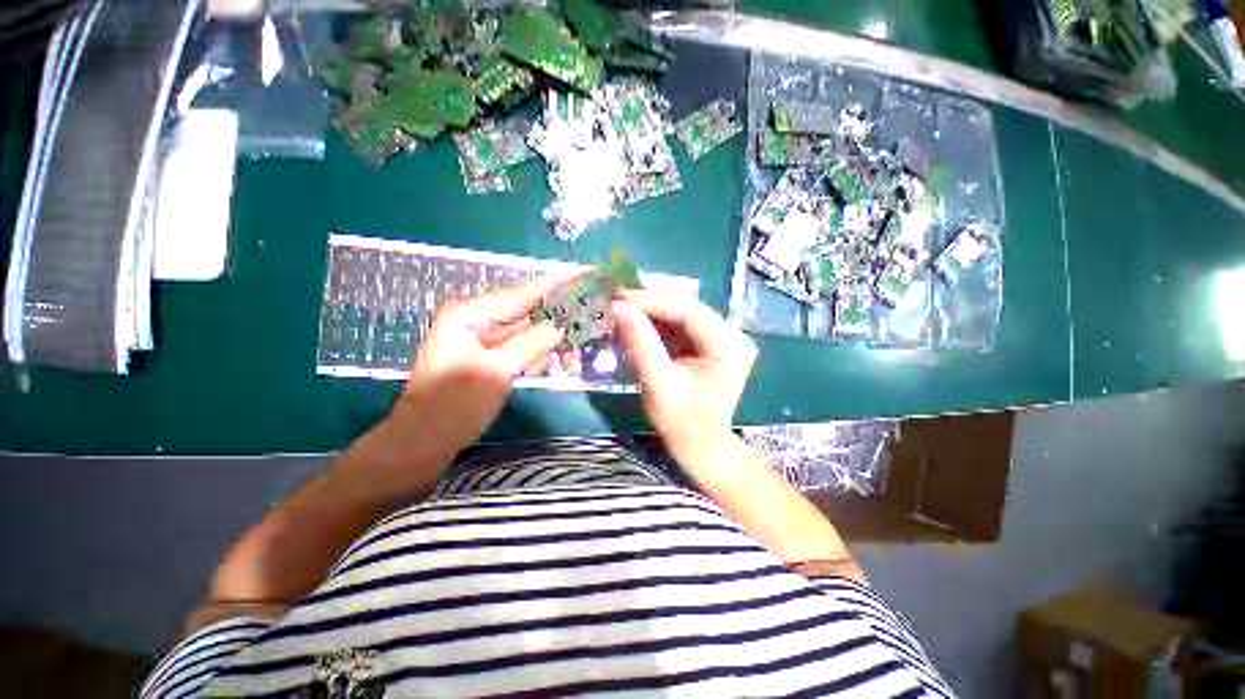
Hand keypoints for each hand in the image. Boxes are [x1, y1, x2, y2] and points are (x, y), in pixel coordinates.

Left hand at [389, 279, 564, 458]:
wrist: (424, 442)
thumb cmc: (454, 406)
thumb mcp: (497, 372)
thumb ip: (531, 344)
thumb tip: (561, 325)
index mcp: (468, 314)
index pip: (519, 294)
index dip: (552, 286)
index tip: (580, 275)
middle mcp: (475, 319)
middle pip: (525, 311)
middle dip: (555, 318)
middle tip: (587, 318)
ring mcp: (481, 338)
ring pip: (525, 331)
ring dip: (549, 340)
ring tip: (575, 349)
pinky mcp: (488, 355)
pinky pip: (519, 347)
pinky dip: (537, 353)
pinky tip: (553, 361)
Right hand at [610, 290, 757, 463]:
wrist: (701, 448)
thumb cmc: (682, 424)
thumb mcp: (659, 384)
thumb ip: (640, 343)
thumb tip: (617, 306)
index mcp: (728, 344)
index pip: (688, 310)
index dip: (651, 300)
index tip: (617, 297)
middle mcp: (730, 334)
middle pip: (685, 307)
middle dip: (649, 304)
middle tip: (614, 301)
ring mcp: (720, 338)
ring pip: (680, 313)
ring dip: (650, 312)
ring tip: (620, 310)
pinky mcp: (707, 343)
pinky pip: (679, 325)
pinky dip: (655, 324)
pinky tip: (635, 323)